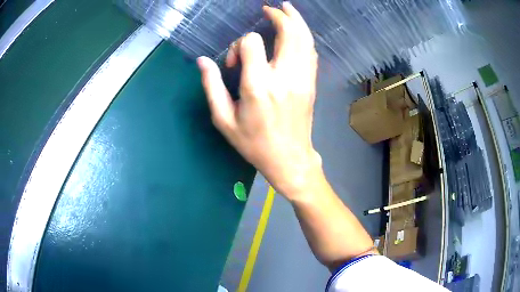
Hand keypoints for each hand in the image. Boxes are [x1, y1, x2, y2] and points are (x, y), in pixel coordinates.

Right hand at [197, 2, 320, 197]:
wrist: (289, 159)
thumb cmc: (254, 144)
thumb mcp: (224, 120)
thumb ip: (212, 87)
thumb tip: (202, 61)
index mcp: (258, 86)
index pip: (252, 43)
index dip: (240, 45)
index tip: (234, 62)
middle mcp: (284, 77)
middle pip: (289, 33)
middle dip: (280, 16)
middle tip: (270, 9)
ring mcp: (302, 79)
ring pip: (305, 40)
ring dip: (297, 21)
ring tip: (288, 9)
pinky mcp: (311, 84)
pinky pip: (311, 53)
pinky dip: (305, 37)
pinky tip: (298, 32)